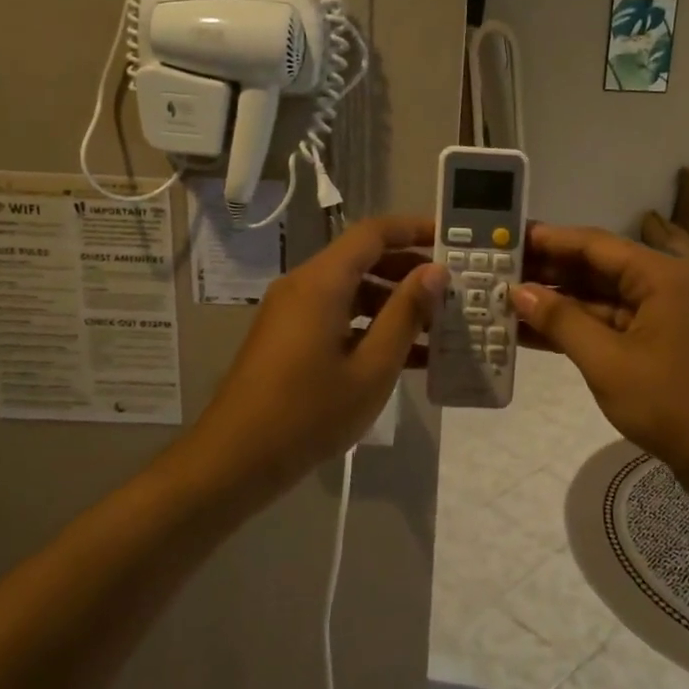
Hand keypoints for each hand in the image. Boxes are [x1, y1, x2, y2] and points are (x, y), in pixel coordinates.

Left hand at [188, 215, 443, 491]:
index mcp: (322, 282)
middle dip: (409, 271)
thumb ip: (406, 314)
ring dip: (393, 304)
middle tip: (452, 289)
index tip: (451, 240)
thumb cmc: (309, 412)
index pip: (373, 233)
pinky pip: (336, 317)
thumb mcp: (371, 367)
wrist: (236, 458)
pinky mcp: (288, 338)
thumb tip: (435, 271)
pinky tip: (405, 356)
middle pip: (362, 260)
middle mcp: (304, 286)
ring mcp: (292, 313)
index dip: (413, 230)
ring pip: (352, 292)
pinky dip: (370, 327)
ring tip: (438, 327)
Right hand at [513, 224, 688, 500]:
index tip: (507, 238)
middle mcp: (661, 287)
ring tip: (505, 302)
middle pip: (596, 269)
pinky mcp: (656, 347)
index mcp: (659, 276)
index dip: (549, 240)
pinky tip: (533, 334)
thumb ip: (561, 321)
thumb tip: (519, 291)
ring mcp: (660, 318)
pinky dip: (575, 329)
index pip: (594, 244)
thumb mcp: (608, 361)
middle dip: (548, 271)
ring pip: (599, 300)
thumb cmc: (672, 403)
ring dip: (557, 303)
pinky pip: (608, 327)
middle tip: (498, 271)